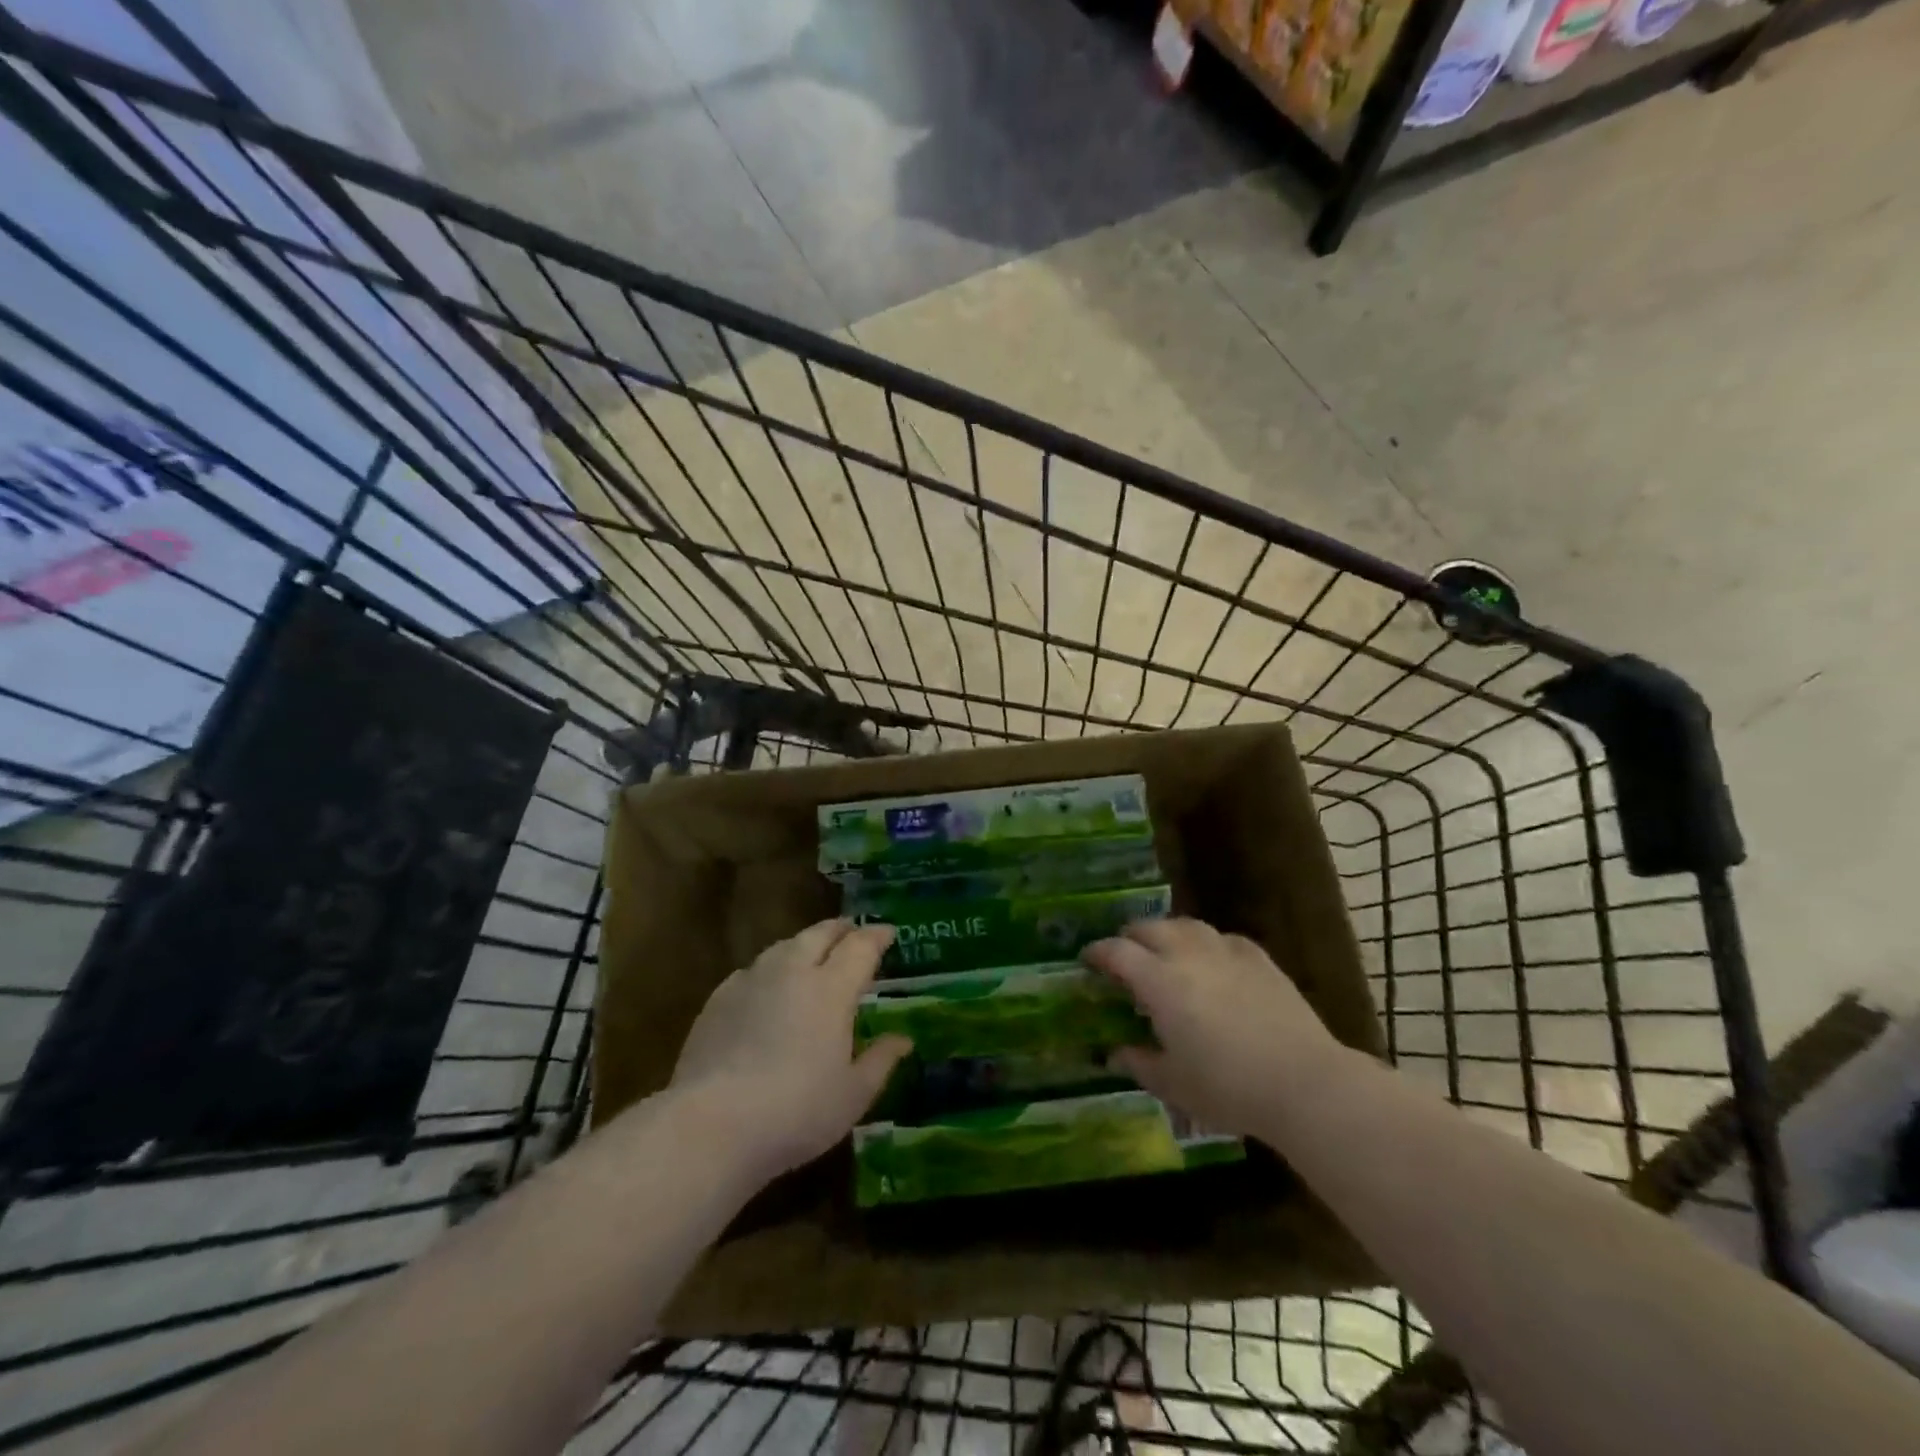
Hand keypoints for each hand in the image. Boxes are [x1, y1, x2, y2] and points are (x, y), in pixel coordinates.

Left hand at [669, 919, 911, 1178]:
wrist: (712, 1125)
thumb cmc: (797, 1111)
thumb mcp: (853, 1095)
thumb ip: (881, 1060)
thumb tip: (903, 1039)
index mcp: (832, 988)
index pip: (861, 947)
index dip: (877, 936)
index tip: (889, 933)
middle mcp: (793, 971)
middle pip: (819, 934)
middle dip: (841, 929)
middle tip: (853, 933)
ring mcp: (751, 981)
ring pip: (784, 947)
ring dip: (805, 945)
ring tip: (812, 955)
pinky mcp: (718, 999)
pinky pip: (753, 970)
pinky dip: (771, 969)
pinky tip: (768, 988)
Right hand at [1085, 917, 1346, 1138]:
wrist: (1303, 1082)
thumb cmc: (1228, 1087)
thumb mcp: (1173, 1084)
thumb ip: (1138, 1062)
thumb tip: (1114, 1053)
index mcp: (1159, 982)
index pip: (1116, 951)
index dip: (1097, 952)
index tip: (1087, 960)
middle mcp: (1187, 955)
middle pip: (1149, 928)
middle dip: (1129, 937)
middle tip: (1124, 957)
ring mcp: (1226, 952)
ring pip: (1186, 925)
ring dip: (1166, 934)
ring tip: (1165, 953)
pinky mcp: (1258, 958)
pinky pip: (1222, 938)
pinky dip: (1206, 944)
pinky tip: (1211, 962)